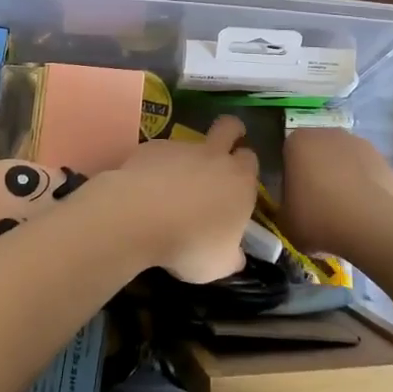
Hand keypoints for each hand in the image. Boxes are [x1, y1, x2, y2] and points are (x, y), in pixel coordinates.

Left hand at [92, 116, 258, 282]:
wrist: (140, 217)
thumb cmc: (190, 244)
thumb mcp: (219, 264)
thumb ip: (231, 254)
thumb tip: (235, 254)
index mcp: (239, 181)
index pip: (251, 160)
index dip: (246, 167)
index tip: (238, 182)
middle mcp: (214, 157)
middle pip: (230, 126)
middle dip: (231, 131)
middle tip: (223, 148)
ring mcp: (182, 147)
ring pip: (190, 142)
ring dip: (187, 158)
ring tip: (171, 187)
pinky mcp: (152, 147)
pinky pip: (160, 153)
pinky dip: (156, 166)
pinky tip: (145, 189)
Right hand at [279, 127, 392, 259]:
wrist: (370, 225)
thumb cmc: (318, 218)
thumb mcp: (286, 221)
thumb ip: (285, 208)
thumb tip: (293, 209)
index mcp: (298, 142)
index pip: (289, 156)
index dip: (291, 179)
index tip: (295, 202)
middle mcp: (329, 134)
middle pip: (319, 154)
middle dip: (318, 174)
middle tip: (318, 207)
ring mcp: (360, 144)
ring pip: (345, 162)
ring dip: (344, 179)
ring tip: (345, 214)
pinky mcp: (384, 161)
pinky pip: (368, 175)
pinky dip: (366, 189)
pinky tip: (366, 214)